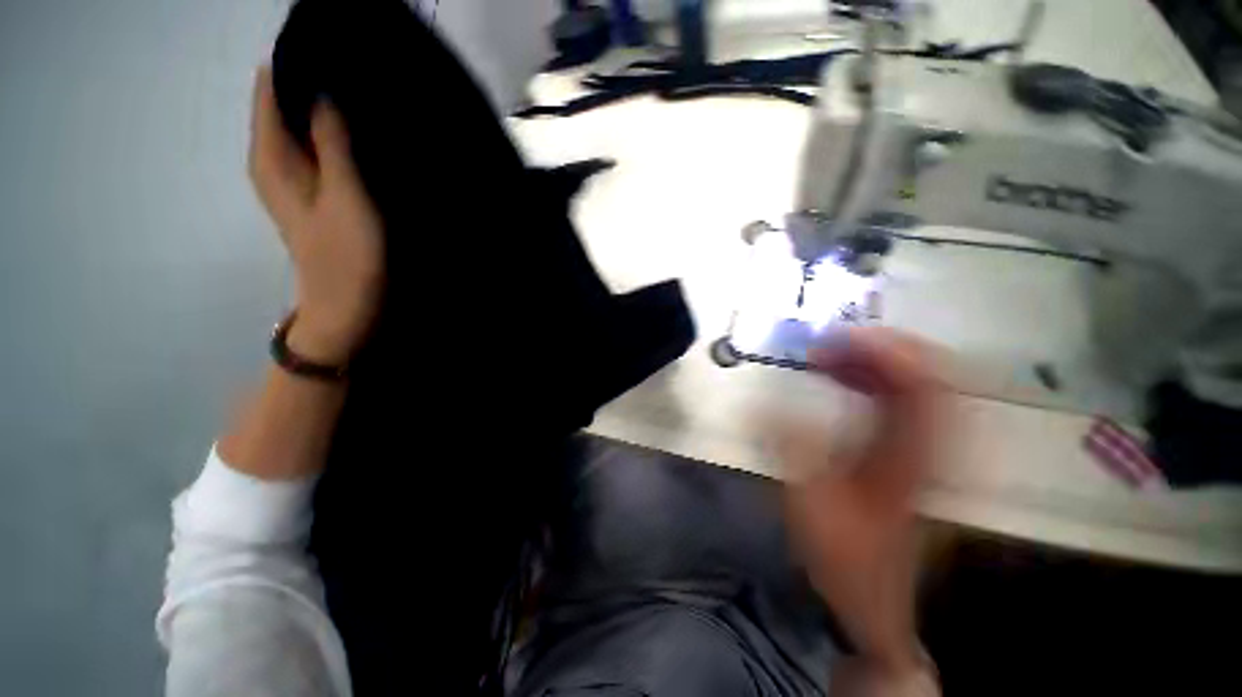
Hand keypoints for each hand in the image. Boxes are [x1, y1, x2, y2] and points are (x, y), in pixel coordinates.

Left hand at [249, 68, 383, 363]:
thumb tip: (326, 87)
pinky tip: (364, 139)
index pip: (274, 83)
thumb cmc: (348, 258)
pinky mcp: (314, 194)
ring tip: (370, 103)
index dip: (305, 62)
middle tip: (368, 79)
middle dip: (322, 84)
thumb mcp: (346, 197)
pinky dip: (338, 137)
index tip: (346, 53)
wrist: (347, 310)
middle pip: (288, 100)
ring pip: (305, 124)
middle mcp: (272, 157)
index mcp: (270, 152)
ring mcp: (292, 177)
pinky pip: (319, 148)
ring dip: (334, 112)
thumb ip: (334, 141)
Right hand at [776, 328, 941, 676]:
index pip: (920, 384)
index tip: (838, 336)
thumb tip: (767, 401)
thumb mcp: (810, 501)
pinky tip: (841, 379)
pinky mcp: (912, 450)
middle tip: (827, 342)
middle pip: (923, 373)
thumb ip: (791, 444)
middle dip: (874, 348)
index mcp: (913, 458)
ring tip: (827, 356)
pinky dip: (871, 380)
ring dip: (870, 362)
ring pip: (912, 383)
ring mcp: (926, 447)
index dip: (884, 350)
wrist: (873, 598)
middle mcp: (931, 445)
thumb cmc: (844, 554)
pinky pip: (899, 399)